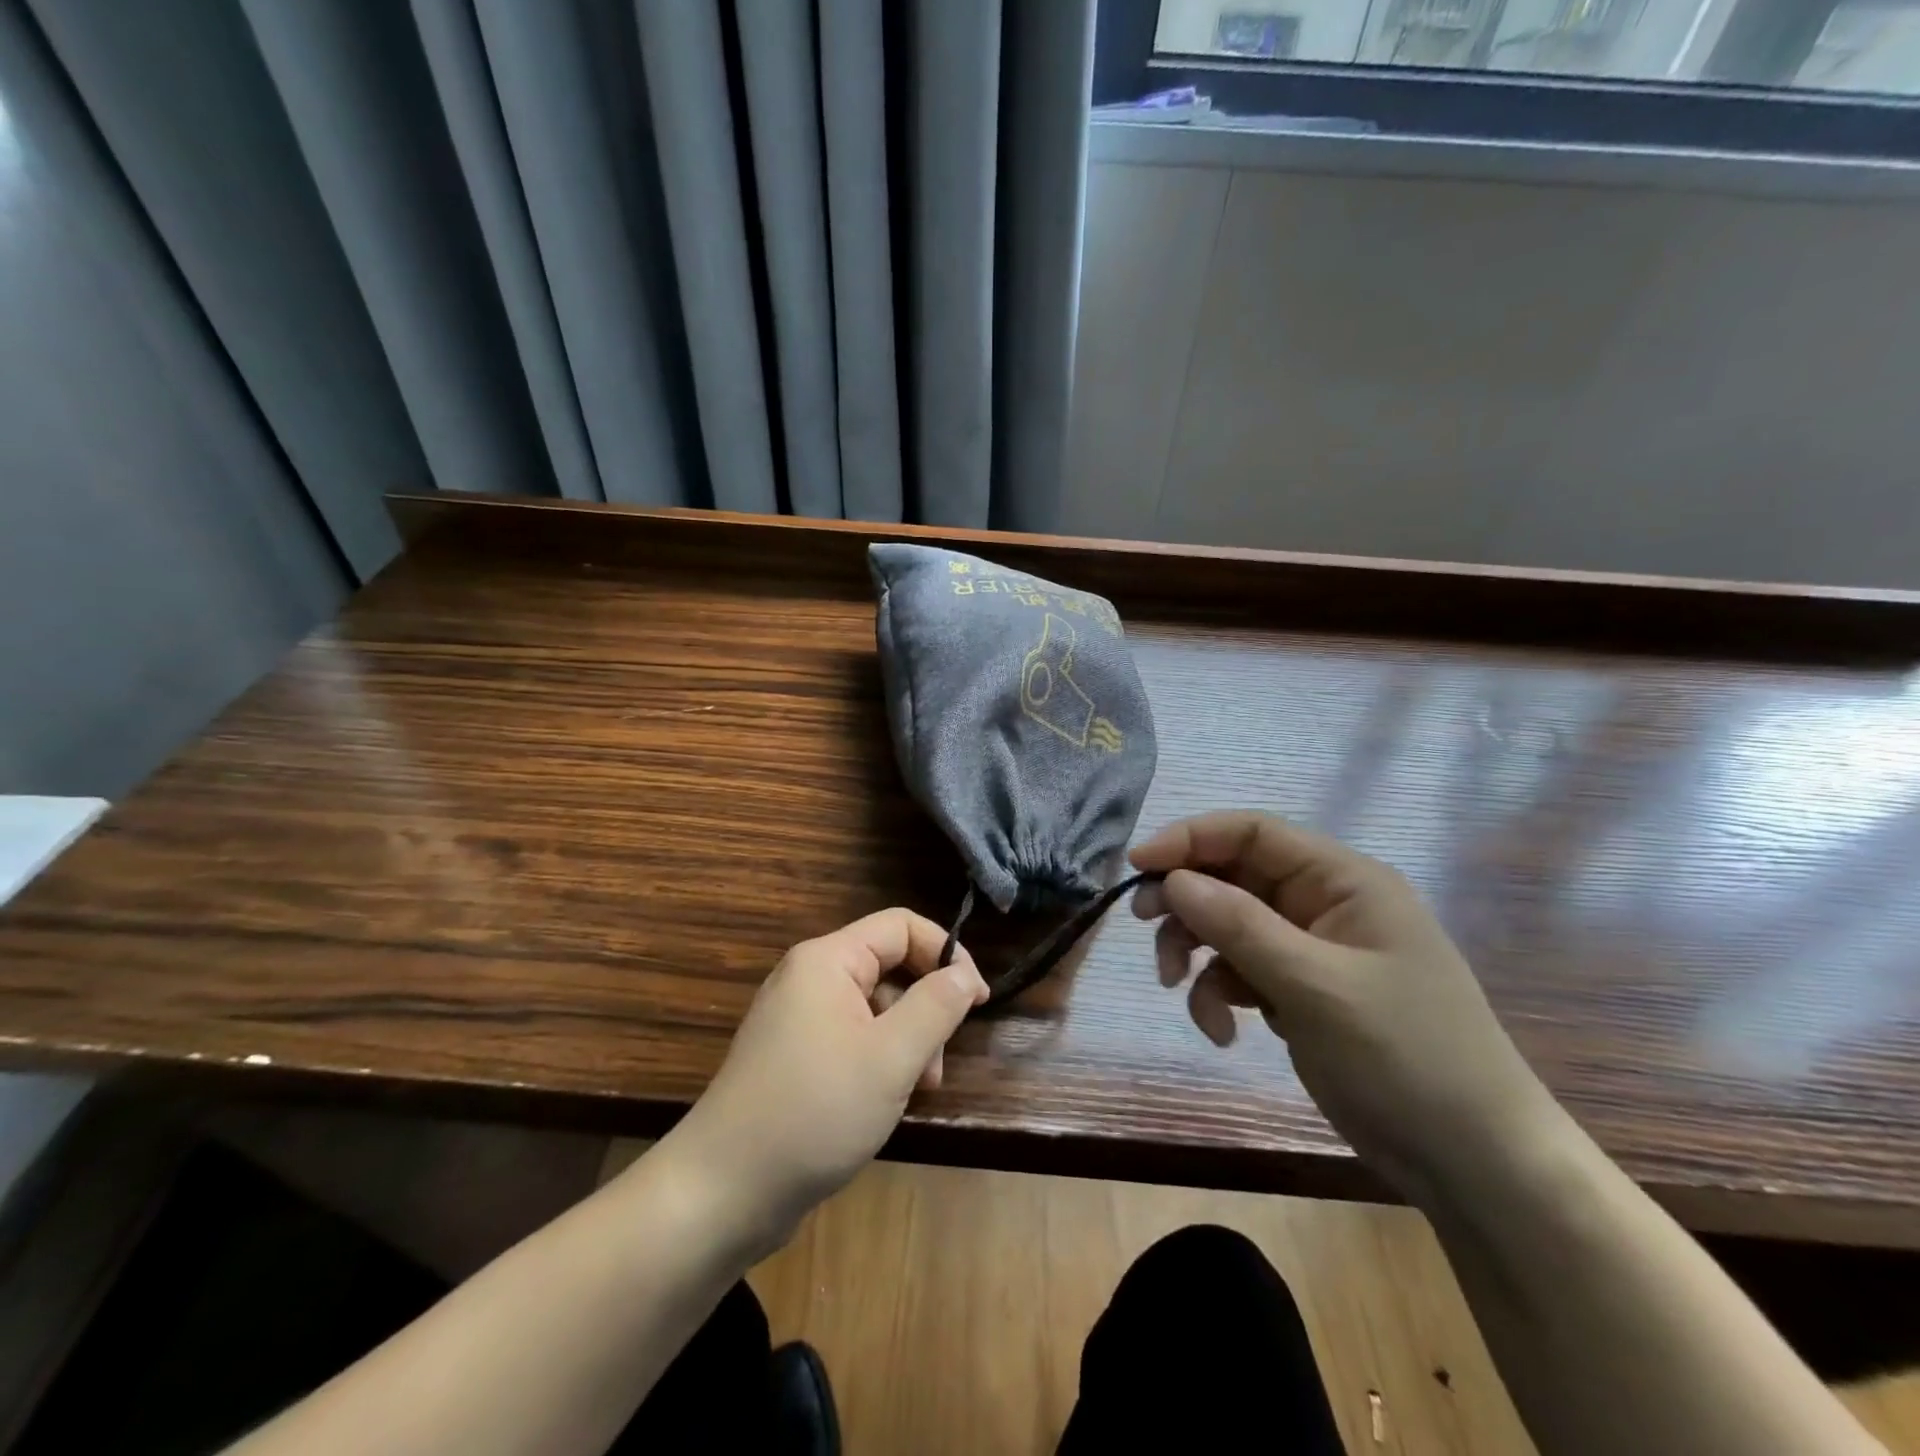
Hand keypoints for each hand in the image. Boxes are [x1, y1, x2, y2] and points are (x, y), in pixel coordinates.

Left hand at [668, 909, 987, 1251]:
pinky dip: (878, 1060)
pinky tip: (883, 1101)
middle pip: (889, 967)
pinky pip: (851, 1037)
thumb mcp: (891, 1057)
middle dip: (925, 1008)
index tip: (976, 1000)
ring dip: (906, 1041)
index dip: (946, 954)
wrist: (722, 1193)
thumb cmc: (814, 1112)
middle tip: (937, 1064)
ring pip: (874, 1007)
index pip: (901, 926)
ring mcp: (797, 1018)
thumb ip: (936, 1006)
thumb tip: (964, 974)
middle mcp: (809, 977)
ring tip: (915, 1091)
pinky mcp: (793, 1055)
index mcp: (827, 960)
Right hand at [1130, 812, 1557, 1202]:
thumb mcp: (1314, 986)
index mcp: (1343, 881)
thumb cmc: (1406, 1059)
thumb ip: (1239, 926)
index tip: (1137, 866)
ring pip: (1229, 926)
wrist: (1475, 1166)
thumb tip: (1171, 880)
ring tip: (1178, 991)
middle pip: (1234, 877)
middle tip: (1144, 926)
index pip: (1253, 833)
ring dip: (1197, 954)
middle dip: (1186, 901)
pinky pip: (1241, 973)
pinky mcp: (1301, 992)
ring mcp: (1312, 950)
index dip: (1190, 839)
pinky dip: (1220, 994)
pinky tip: (1223, 1033)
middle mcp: (1325, 904)